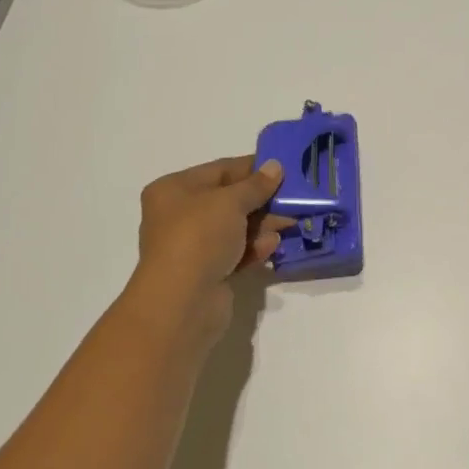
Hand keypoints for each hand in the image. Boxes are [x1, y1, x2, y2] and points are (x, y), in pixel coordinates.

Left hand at [120, 155, 291, 353]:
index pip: (220, 170)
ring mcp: (192, 246)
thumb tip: (275, 166)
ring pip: (235, 228)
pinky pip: (235, 252)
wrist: (182, 302)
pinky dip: (254, 248)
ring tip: (290, 223)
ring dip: (263, 225)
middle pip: (229, 200)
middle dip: (262, 200)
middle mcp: (178, 215)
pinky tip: (272, 247)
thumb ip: (256, 184)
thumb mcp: (230, 202)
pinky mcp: (206, 272)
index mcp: (174, 190)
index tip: (284, 168)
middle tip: (294, 198)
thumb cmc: (199, 237)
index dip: (252, 168)